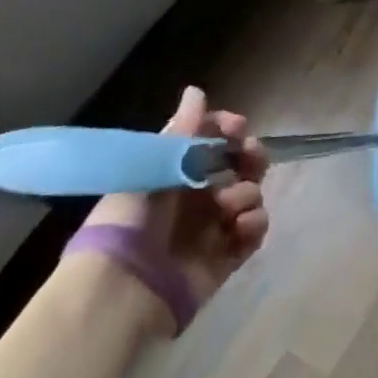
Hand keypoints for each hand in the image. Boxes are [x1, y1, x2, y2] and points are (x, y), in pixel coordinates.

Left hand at [81, 87, 269, 310]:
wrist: (122, 287)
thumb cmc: (130, 218)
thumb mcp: (151, 167)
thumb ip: (181, 130)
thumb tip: (196, 90)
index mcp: (175, 175)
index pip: (211, 141)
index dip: (227, 130)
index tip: (236, 127)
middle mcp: (197, 197)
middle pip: (239, 165)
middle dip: (250, 155)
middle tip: (249, 156)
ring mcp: (213, 227)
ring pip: (250, 194)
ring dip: (247, 192)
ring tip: (229, 205)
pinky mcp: (226, 257)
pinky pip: (254, 231)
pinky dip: (255, 223)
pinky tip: (242, 224)